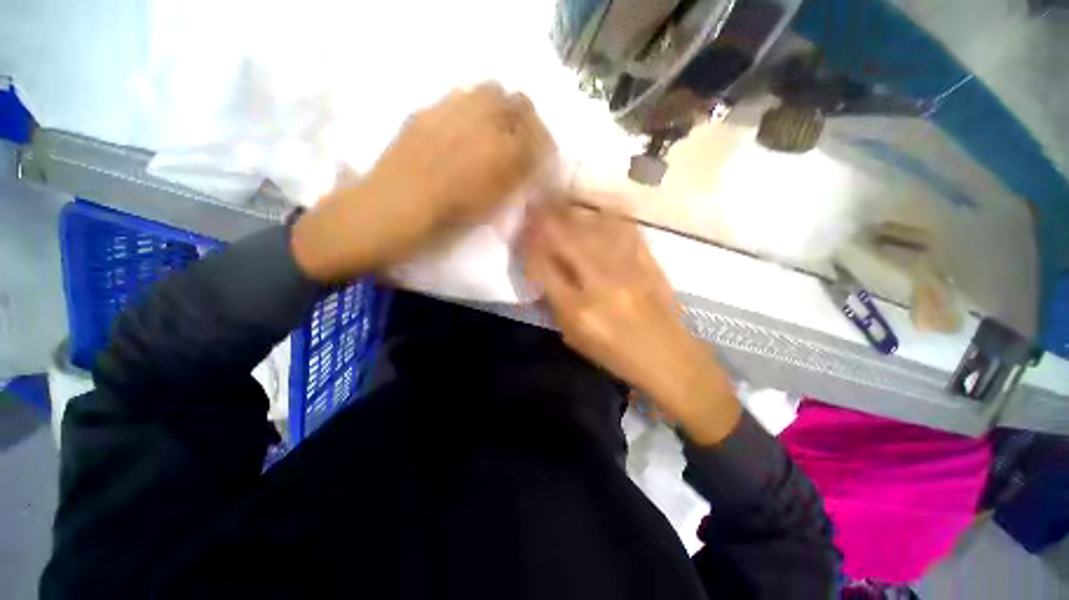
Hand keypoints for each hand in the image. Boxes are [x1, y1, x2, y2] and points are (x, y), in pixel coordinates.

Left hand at [293, 82, 555, 281]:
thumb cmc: (444, 220)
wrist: (389, 211)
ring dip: (501, 110)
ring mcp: (450, 110)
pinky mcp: (427, 112)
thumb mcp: (489, 206)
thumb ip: (515, 179)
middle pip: (518, 101)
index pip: (537, 134)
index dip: (545, 144)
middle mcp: (479, 121)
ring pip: (490, 91)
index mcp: (500, 152)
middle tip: (522, 143)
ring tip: (494, 135)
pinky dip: (474, 110)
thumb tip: (532, 163)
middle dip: (527, 120)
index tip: (543, 158)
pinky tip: (466, 132)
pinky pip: (461, 98)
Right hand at [522, 202, 740, 444]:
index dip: (529, 246)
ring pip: (593, 227)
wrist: (669, 358)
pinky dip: (605, 212)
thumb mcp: (575, 338)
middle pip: (566, 239)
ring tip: (558, 200)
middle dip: (544, 218)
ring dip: (571, 210)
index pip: (543, 267)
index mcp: (578, 310)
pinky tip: (594, 205)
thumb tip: (539, 273)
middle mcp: (601, 283)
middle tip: (533, 204)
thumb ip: (554, 305)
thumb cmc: (617, 356)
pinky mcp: (648, 261)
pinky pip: (624, 227)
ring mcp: (628, 268)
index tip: (521, 233)